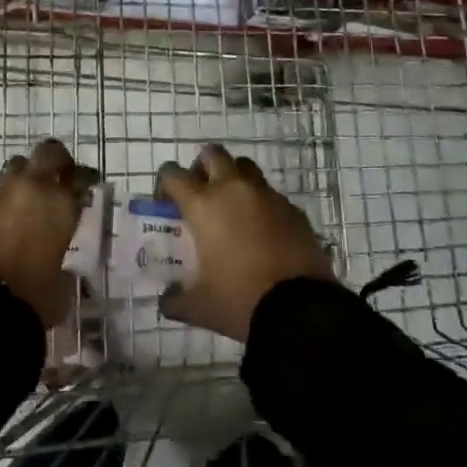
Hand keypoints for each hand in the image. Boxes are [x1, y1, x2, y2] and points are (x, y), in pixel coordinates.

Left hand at [0, 139, 94, 326]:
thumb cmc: (34, 298)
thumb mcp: (62, 287)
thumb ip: (64, 269)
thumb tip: (62, 270)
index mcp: (60, 204)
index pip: (80, 176)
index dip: (84, 178)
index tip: (87, 185)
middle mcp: (32, 190)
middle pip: (47, 153)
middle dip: (55, 159)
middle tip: (60, 173)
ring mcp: (0, 197)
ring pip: (15, 168)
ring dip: (24, 177)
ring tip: (28, 197)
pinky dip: (3, 205)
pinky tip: (5, 224)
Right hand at [157, 144, 335, 340]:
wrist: (301, 311)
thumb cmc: (240, 300)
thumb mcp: (200, 306)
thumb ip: (176, 300)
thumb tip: (166, 301)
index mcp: (204, 205)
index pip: (174, 174)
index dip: (166, 183)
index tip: (167, 201)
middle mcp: (233, 189)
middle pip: (213, 154)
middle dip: (203, 167)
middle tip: (201, 193)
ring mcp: (267, 196)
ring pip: (245, 168)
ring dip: (234, 179)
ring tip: (233, 209)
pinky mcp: (293, 209)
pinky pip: (271, 195)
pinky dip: (261, 205)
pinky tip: (263, 233)